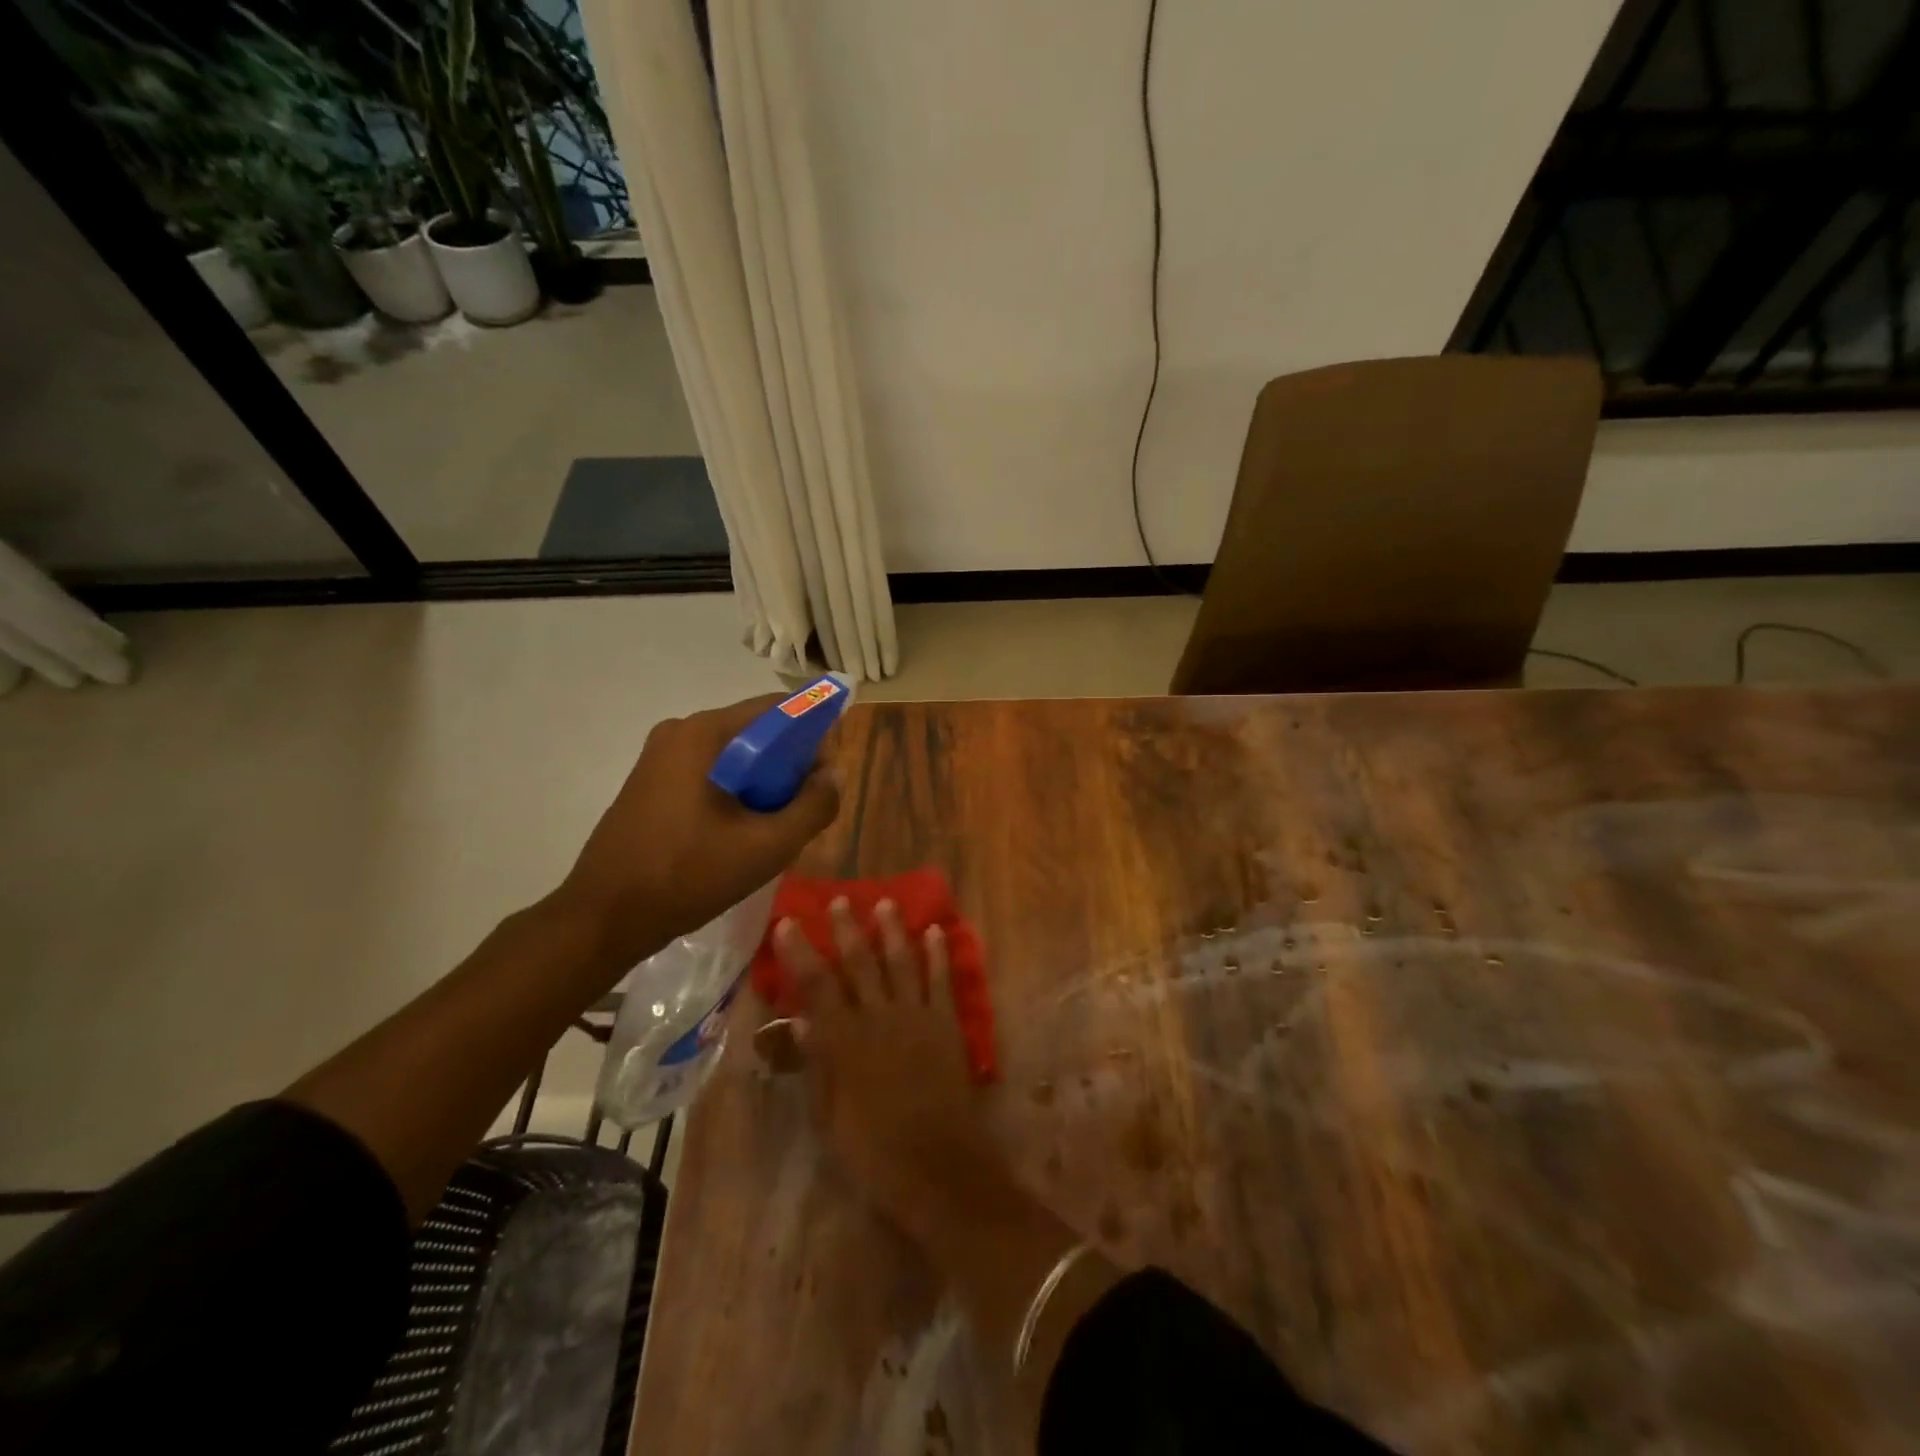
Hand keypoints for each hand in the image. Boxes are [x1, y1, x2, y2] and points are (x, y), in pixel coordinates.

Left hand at [556, 694, 840, 969]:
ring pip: (736, 756)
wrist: (604, 918)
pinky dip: (736, 792)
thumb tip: (832, 776)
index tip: (826, 776)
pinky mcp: (651, 782)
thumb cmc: (688, 876)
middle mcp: (680, 731)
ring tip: (774, 828)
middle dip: (789, 765)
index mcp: (705, 733)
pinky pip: (711, 772)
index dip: (815, 734)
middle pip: (757, 731)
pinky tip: (740, 833)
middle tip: (803, 810)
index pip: (779, 708)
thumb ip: (814, 806)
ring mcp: (660, 756)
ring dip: (764, 783)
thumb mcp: (767, 846)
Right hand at [777, 901, 1117, 1410]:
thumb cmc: (872, 1151)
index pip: (816, 985)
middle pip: (860, 963)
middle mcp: (879, 1018)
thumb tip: (801, 1023)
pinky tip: (935, 931)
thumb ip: (816, 1064)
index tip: (787, 922)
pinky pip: (942, 980)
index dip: (800, 952)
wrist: (937, 1167)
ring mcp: (917, 1017)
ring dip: (892, 930)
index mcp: (844, 1041)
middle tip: (840, 900)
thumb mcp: (829, 1115)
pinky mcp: (947, 1024)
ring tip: (885, 903)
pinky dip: (938, 953)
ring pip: (901, 962)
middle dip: (848, 929)